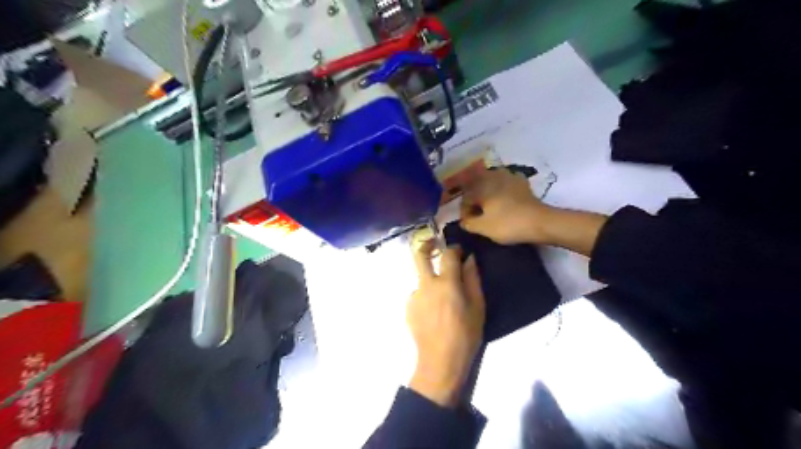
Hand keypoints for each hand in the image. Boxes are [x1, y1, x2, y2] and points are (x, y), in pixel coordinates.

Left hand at [409, 244, 483, 408]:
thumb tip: (469, 259)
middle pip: (419, 255)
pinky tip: (435, 314)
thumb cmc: (465, 334)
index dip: (454, 248)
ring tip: (443, 300)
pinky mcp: (408, 308)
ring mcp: (414, 296)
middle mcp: (426, 284)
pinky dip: (427, 297)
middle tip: (434, 244)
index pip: (448, 254)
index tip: (459, 250)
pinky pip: (418, 295)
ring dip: (431, 280)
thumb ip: (472, 279)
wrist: (440, 361)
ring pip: (421, 279)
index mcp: (446, 283)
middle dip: (426, 244)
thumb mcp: (477, 306)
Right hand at [461, 169, 554, 244]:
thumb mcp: (483, 228)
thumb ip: (468, 223)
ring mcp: (509, 176)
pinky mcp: (521, 182)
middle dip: (474, 199)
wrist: (540, 222)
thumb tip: (463, 221)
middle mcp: (493, 177)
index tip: (468, 223)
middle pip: (477, 186)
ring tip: (489, 205)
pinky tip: (505, 197)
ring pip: (491, 181)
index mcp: (481, 187)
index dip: (464, 211)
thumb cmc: (508, 224)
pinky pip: (506, 182)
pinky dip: (503, 188)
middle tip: (477, 214)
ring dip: (487, 191)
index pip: (466, 198)